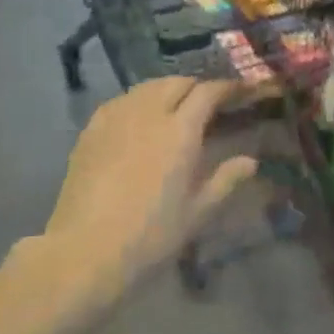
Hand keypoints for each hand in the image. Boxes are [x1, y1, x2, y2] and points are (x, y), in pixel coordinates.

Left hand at [43, 77, 257, 296]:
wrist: (84, 251)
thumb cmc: (149, 235)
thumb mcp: (197, 213)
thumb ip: (225, 180)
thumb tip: (249, 161)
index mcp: (181, 131)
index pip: (208, 92)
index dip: (226, 88)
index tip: (239, 92)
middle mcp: (149, 113)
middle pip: (177, 82)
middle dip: (196, 86)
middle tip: (207, 104)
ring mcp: (117, 117)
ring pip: (148, 87)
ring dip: (167, 90)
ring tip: (174, 108)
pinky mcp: (92, 128)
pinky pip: (122, 100)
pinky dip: (138, 101)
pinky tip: (139, 119)